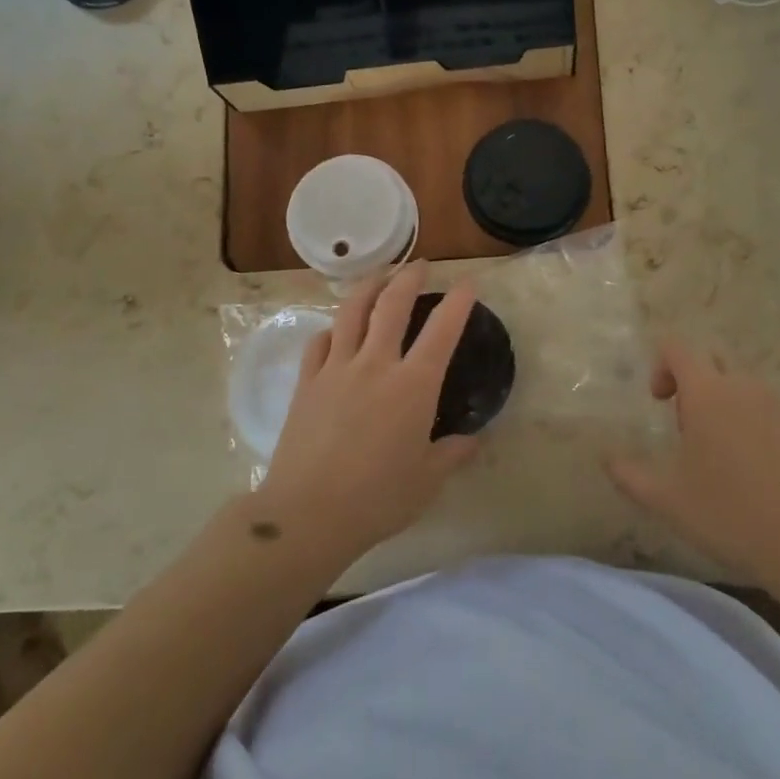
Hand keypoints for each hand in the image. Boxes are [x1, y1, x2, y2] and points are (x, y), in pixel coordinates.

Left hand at [259, 264, 479, 565]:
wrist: (308, 513)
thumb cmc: (378, 498)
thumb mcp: (428, 480)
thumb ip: (453, 453)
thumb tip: (472, 440)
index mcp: (413, 385)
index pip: (442, 330)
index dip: (459, 301)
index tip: (468, 284)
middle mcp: (376, 364)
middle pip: (392, 304)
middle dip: (408, 277)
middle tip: (419, 265)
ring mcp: (336, 369)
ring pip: (352, 311)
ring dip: (369, 286)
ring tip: (379, 276)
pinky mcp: (307, 383)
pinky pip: (320, 342)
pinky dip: (333, 327)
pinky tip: (337, 329)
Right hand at [605, 341, 779, 593]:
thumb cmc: (730, 516)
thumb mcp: (667, 501)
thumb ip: (628, 474)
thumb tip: (606, 457)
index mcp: (707, 394)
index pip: (677, 347)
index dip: (661, 365)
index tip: (659, 402)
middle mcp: (745, 386)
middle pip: (713, 361)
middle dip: (694, 384)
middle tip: (691, 431)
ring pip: (745, 387)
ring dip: (728, 406)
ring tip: (728, 456)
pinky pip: (775, 408)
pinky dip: (760, 424)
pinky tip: (764, 470)